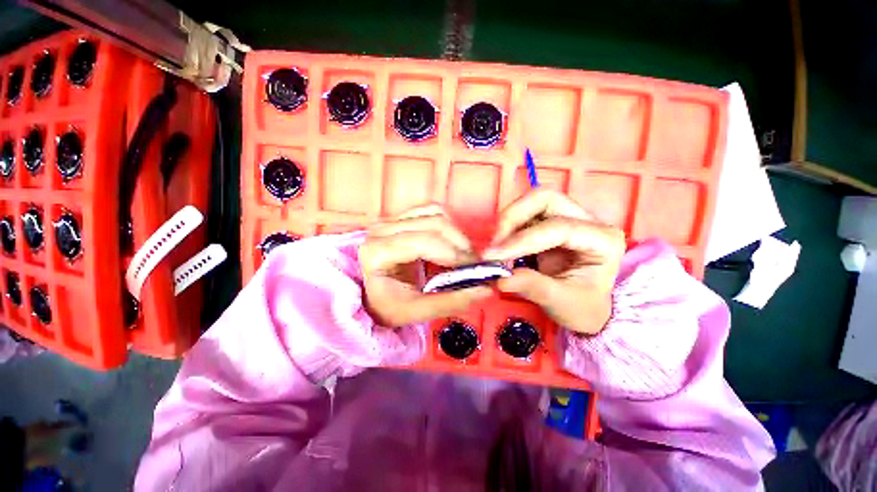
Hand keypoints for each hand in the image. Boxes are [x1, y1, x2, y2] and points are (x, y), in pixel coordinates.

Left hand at [360, 205, 491, 327]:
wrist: (371, 295)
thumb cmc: (388, 305)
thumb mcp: (416, 311)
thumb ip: (450, 301)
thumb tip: (486, 289)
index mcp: (377, 252)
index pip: (423, 242)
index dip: (453, 253)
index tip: (474, 270)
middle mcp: (382, 229)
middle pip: (433, 223)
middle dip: (460, 244)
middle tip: (474, 265)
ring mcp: (391, 219)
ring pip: (435, 213)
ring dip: (456, 233)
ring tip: (464, 256)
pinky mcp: (401, 217)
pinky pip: (431, 212)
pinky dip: (448, 225)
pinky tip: (451, 244)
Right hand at [483, 190, 625, 334]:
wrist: (584, 308)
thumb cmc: (581, 308)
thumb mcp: (561, 303)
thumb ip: (533, 287)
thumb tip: (500, 279)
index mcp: (603, 240)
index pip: (557, 228)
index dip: (522, 240)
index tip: (493, 256)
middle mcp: (587, 221)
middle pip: (545, 199)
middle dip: (513, 218)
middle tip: (494, 244)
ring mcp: (567, 218)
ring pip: (531, 202)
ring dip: (507, 222)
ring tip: (495, 248)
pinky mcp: (549, 223)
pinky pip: (523, 216)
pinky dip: (507, 228)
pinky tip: (500, 247)